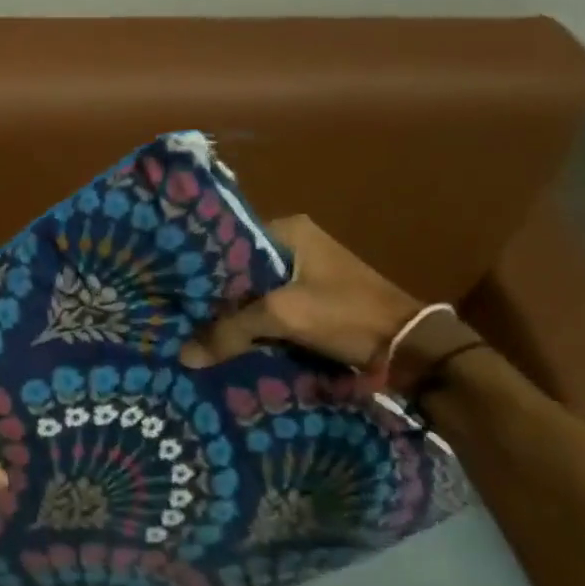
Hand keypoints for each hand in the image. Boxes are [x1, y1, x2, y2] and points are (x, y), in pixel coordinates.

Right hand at [180, 215, 419, 370]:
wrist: (411, 348)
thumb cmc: (346, 314)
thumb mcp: (283, 316)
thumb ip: (230, 331)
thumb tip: (184, 355)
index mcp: (289, 230)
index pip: (228, 242)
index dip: (200, 267)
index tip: (173, 287)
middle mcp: (296, 243)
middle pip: (239, 269)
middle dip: (215, 294)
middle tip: (180, 312)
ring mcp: (307, 272)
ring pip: (253, 290)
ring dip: (233, 311)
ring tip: (197, 329)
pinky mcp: (314, 299)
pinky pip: (271, 306)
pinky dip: (253, 322)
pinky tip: (229, 339)